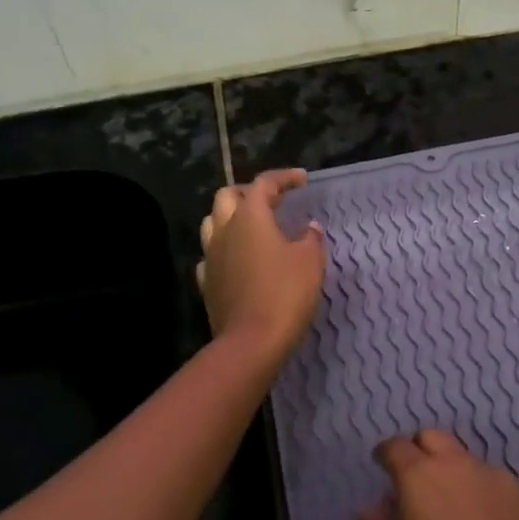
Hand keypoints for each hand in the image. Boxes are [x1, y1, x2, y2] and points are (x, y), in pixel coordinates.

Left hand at [197, 169, 325, 362]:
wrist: (251, 341)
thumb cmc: (285, 293)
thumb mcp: (310, 261)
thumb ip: (310, 238)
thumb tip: (309, 228)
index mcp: (250, 217)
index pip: (263, 184)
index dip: (283, 178)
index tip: (302, 180)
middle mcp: (224, 230)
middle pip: (228, 196)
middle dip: (249, 192)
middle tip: (272, 200)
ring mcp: (211, 257)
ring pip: (212, 222)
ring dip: (231, 217)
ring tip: (253, 226)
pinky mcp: (208, 283)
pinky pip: (211, 255)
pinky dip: (225, 249)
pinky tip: (239, 259)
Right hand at [358, 429, 518, 519]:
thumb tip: (371, 512)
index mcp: (421, 477)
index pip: (395, 447)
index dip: (385, 455)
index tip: (382, 468)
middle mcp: (460, 465)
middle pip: (433, 438)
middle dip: (419, 451)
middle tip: (415, 484)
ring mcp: (498, 477)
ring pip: (467, 460)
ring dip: (454, 474)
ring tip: (453, 514)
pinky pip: (496, 484)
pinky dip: (484, 495)